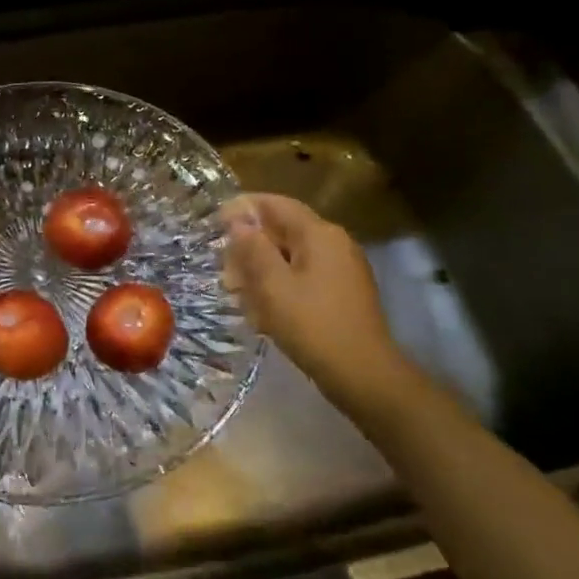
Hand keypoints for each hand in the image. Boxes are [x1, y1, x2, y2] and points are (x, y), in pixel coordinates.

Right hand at [221, 194, 409, 404]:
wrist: (363, 373)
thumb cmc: (312, 325)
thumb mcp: (272, 286)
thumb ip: (253, 249)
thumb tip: (239, 222)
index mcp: (319, 234)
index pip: (276, 204)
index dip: (243, 208)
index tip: (215, 222)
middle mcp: (334, 243)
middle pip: (284, 230)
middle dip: (250, 245)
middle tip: (223, 268)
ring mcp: (342, 268)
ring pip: (292, 255)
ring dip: (262, 267)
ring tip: (237, 291)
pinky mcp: (342, 291)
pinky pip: (304, 275)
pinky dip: (280, 283)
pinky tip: (263, 308)